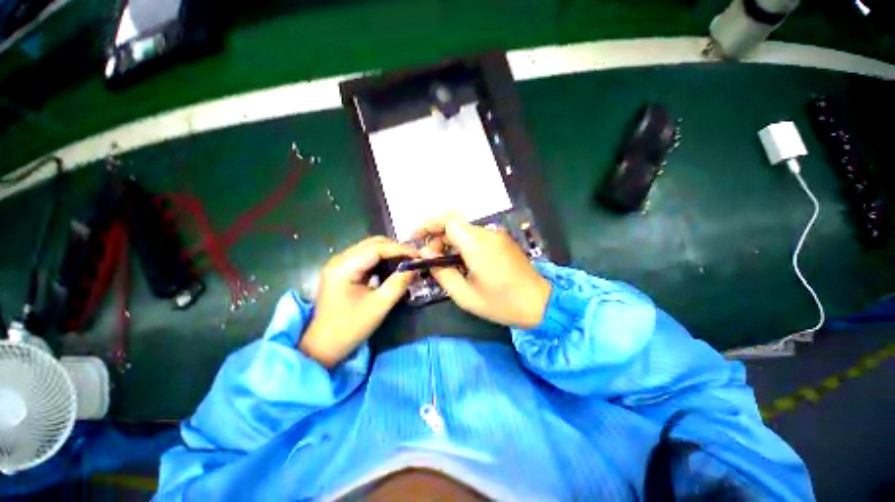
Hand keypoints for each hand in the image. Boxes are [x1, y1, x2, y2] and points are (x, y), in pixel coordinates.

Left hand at [300, 236, 416, 366]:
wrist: (323, 347)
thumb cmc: (350, 328)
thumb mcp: (379, 306)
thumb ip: (398, 283)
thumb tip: (415, 267)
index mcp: (343, 267)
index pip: (376, 248)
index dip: (399, 249)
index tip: (418, 255)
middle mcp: (339, 260)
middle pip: (372, 243)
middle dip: (395, 249)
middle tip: (413, 258)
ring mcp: (339, 265)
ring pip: (369, 248)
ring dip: (389, 253)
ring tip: (406, 262)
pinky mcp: (343, 271)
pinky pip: (366, 258)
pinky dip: (381, 260)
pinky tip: (392, 268)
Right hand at [413, 214, 550, 328]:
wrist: (541, 303)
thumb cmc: (502, 304)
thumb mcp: (465, 296)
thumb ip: (442, 272)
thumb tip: (426, 254)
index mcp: (478, 245)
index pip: (448, 221)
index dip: (429, 226)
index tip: (417, 239)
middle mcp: (488, 233)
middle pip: (455, 224)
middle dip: (437, 237)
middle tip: (431, 259)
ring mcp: (497, 235)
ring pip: (465, 230)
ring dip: (450, 241)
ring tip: (444, 263)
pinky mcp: (502, 240)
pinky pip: (476, 236)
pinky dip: (463, 244)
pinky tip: (462, 261)